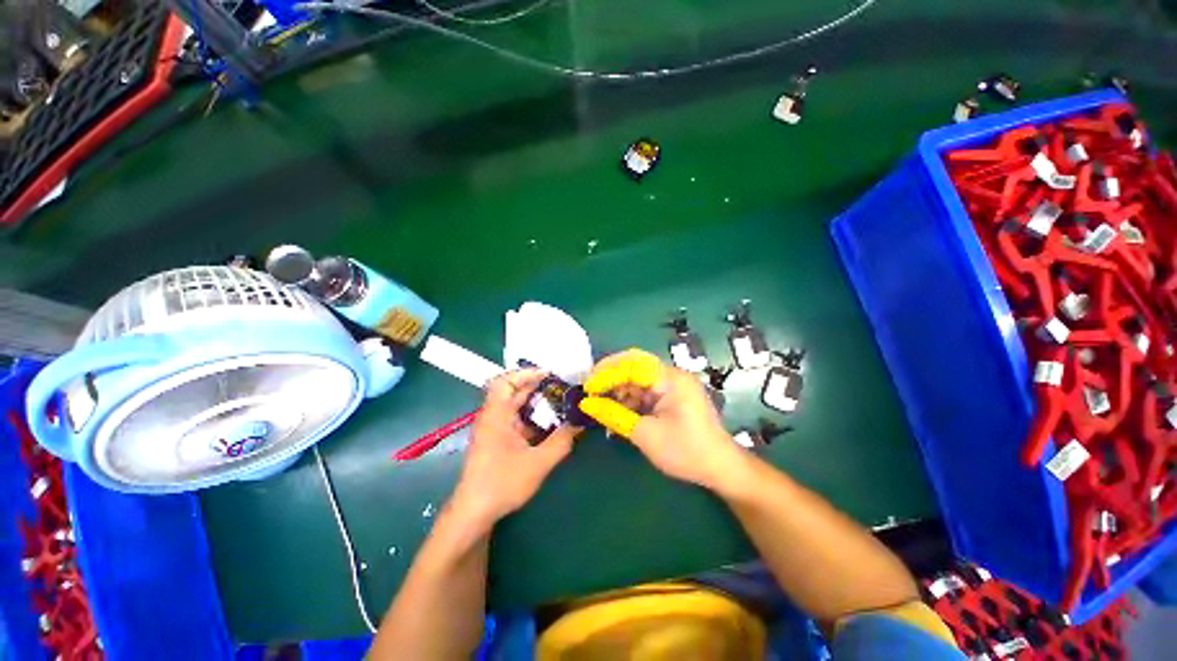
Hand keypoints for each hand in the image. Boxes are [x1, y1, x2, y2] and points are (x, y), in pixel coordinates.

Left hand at [450, 369, 579, 528]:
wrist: (474, 513)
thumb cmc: (502, 483)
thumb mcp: (538, 462)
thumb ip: (561, 442)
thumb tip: (579, 423)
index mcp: (497, 414)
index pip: (505, 380)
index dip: (526, 373)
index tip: (549, 374)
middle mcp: (492, 417)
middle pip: (512, 391)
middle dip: (536, 387)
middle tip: (560, 387)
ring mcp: (493, 429)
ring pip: (514, 407)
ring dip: (535, 403)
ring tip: (558, 404)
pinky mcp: (495, 441)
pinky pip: (514, 420)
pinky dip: (530, 418)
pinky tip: (547, 426)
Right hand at [577, 349, 746, 490]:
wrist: (721, 468)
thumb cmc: (686, 451)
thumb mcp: (646, 435)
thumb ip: (615, 416)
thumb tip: (587, 404)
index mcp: (670, 378)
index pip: (632, 364)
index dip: (607, 373)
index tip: (588, 388)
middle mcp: (671, 375)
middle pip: (634, 366)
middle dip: (610, 377)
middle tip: (590, 391)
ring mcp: (672, 385)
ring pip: (637, 379)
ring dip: (618, 389)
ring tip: (600, 404)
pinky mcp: (671, 396)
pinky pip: (645, 391)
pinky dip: (629, 399)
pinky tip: (617, 411)